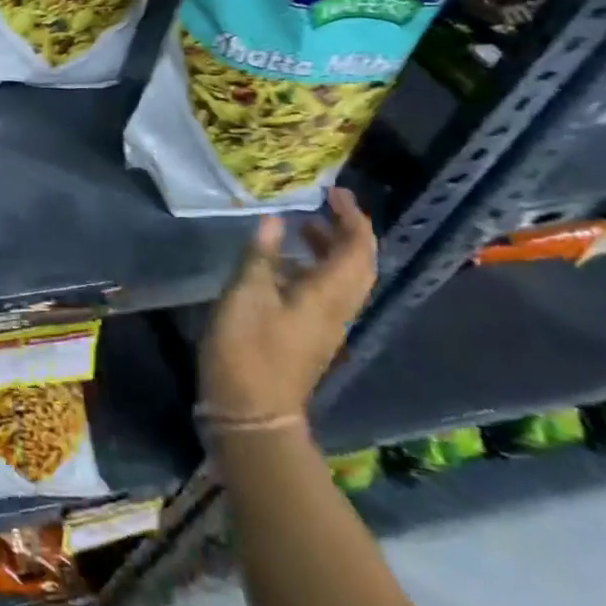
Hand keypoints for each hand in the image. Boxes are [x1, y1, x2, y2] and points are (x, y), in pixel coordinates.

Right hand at [199, 186, 376, 424]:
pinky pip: (324, 293)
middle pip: (359, 266)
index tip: (333, 193)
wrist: (252, 413)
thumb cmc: (248, 348)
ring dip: (329, 250)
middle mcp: (337, 310)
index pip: (357, 250)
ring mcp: (324, 326)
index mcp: (328, 296)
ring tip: (300, 227)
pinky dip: (313, 269)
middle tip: (322, 206)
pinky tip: (282, 265)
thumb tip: (274, 220)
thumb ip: (261, 255)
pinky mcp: (308, 337)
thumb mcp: (246, 294)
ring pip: (343, 280)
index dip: (351, 218)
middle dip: (347, 232)